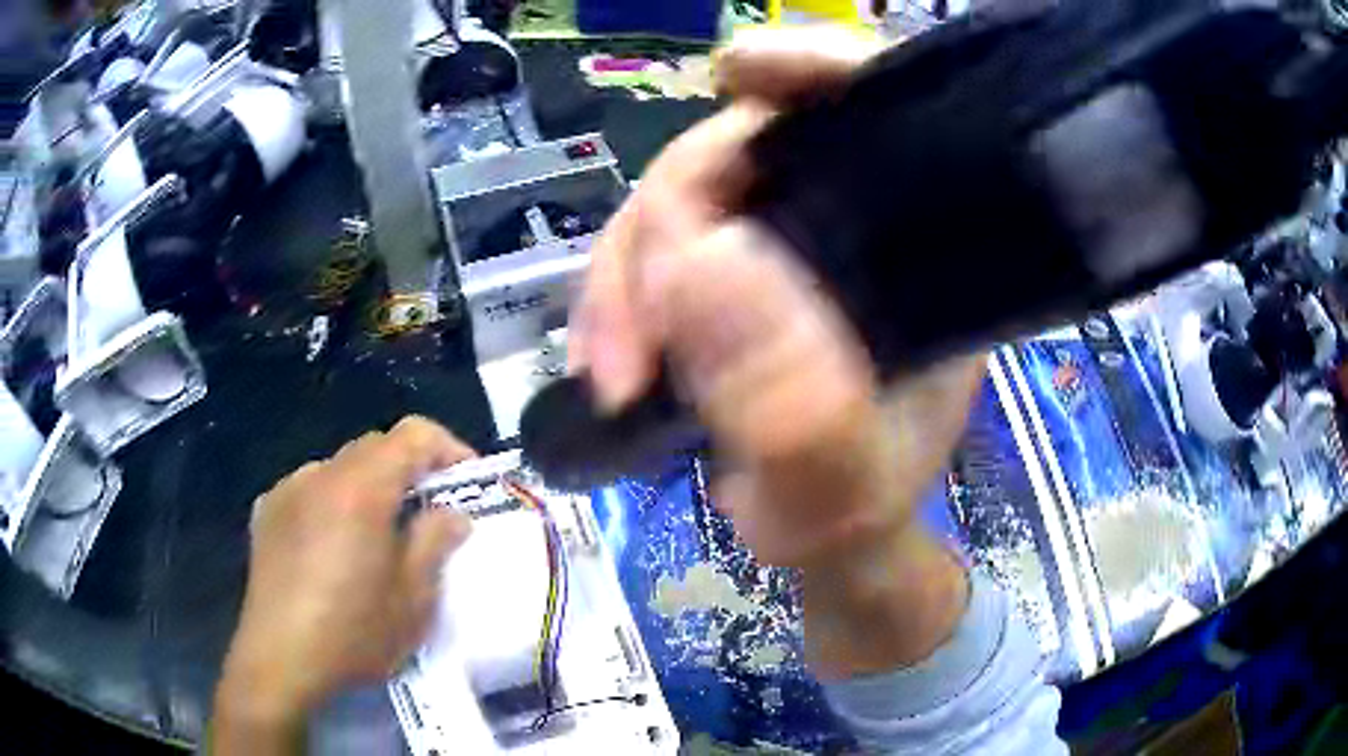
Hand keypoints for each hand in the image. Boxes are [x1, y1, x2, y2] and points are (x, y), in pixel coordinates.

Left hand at [213, 417, 474, 749]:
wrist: (278, 660)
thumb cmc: (352, 633)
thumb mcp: (412, 600)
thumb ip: (435, 543)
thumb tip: (450, 514)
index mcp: (360, 489)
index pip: (412, 434)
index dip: (448, 448)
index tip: (468, 482)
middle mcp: (320, 474)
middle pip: (375, 447)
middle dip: (409, 471)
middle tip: (430, 516)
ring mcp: (287, 490)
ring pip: (341, 469)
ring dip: (370, 489)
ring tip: (379, 538)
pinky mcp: (267, 513)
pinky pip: (311, 490)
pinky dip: (334, 504)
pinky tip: (334, 549)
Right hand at [571, 27, 983, 676]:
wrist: (829, 548)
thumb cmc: (858, 520)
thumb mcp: (839, 492)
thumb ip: (798, 411)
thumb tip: (699, 261)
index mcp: (920, 251)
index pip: (882, 112)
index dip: (814, 68)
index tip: (738, 68)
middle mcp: (854, 224)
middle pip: (743, 148)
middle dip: (664, 225)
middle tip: (628, 347)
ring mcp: (784, 241)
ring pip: (680, 200)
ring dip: (623, 277)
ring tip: (612, 374)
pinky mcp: (729, 272)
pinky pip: (653, 248)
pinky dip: (615, 296)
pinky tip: (607, 359)